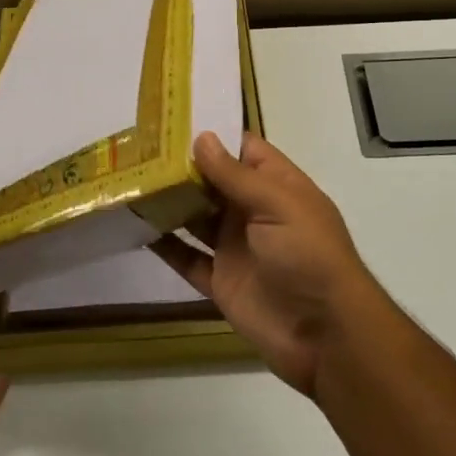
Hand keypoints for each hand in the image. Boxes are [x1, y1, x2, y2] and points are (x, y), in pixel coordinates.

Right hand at [151, 131, 383, 395]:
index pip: (243, 149)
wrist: (325, 335)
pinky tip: (136, 228)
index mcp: (277, 186)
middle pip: (213, 181)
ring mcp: (236, 246)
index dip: (213, 134)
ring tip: (129, 180)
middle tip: (137, 148)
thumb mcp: (278, 205)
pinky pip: (187, 258)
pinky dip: (165, 245)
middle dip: (181, 166)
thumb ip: (236, 175)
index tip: (172, 119)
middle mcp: (254, 211)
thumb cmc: (308, 256)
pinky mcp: (221, 281)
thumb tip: (202, 137)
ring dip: (168, 201)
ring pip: (195, 216)